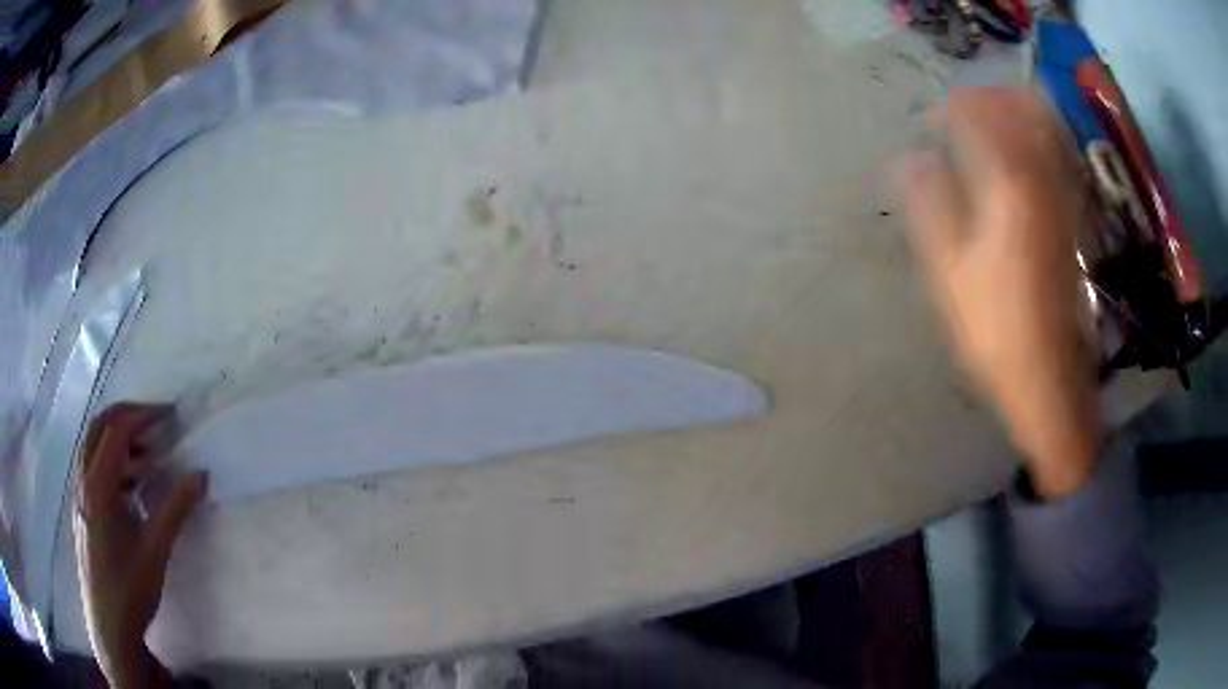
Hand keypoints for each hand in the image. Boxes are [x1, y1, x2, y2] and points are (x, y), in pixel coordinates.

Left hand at [73, 403, 206, 687]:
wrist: (111, 625)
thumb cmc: (131, 588)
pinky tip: (130, 488)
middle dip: (126, 415)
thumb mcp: (156, 550)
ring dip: (118, 439)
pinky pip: (92, 468)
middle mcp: (84, 481)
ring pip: (93, 446)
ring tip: (146, 457)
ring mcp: (79, 495)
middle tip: (154, 421)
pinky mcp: (82, 509)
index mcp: (99, 485)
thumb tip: (201, 475)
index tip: (169, 415)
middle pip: (98, 427)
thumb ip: (176, 509)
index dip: (143, 416)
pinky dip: (111, 461)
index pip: (118, 431)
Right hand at [896, 88, 1098, 497]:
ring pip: (1048, 126)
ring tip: (990, 122)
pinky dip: (1039, 138)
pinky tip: (1022, 154)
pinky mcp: (1076, 218)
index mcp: (1008, 186)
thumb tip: (909, 159)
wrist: (1049, 379)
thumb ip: (929, 204)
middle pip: (1023, 106)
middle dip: (990, 96)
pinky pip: (1060, 156)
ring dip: (1016, 110)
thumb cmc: (994, 330)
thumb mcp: (948, 271)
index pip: (978, 115)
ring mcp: (1066, 198)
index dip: (950, 106)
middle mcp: (1044, 179)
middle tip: (963, 109)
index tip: (928, 117)